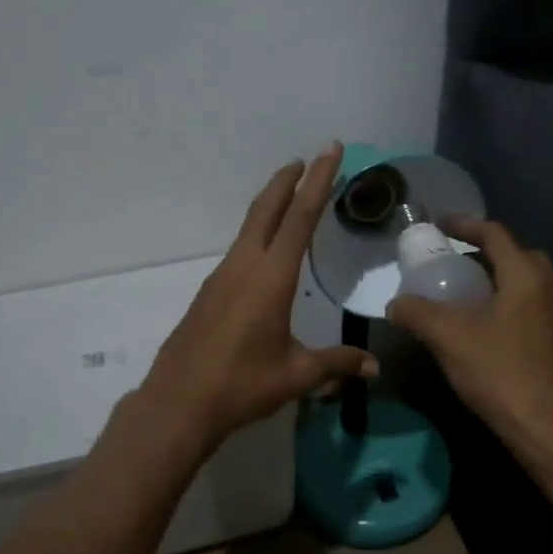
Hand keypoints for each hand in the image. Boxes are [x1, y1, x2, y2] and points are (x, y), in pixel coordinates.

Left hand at [142, 145, 377, 449]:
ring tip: (292, 197)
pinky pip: (239, 249)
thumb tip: (373, 367)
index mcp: (270, 277)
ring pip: (249, 226)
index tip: (330, 151)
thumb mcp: (296, 375)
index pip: (300, 217)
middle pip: (268, 209)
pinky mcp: (210, 292)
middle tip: (309, 159)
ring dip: (272, 204)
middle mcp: (244, 266)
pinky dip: (258, 233)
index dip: (319, 181)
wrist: (178, 403)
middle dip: (289, 180)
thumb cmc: (241, 385)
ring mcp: (221, 276)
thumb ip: (336, 364)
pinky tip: (265, 251)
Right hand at [386, 218, 552, 458]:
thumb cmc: (501, 373)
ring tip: (465, 296)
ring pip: (527, 284)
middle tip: (454, 262)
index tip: (439, 225)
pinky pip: (532, 308)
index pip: (496, 234)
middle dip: (485, 252)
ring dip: (497, 281)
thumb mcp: (449, 338)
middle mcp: (551, 288)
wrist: (551, 430)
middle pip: (517, 255)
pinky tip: (485, 329)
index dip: (465, 225)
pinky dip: (508, 305)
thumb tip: (395, 305)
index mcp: (527, 276)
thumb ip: (417, 313)